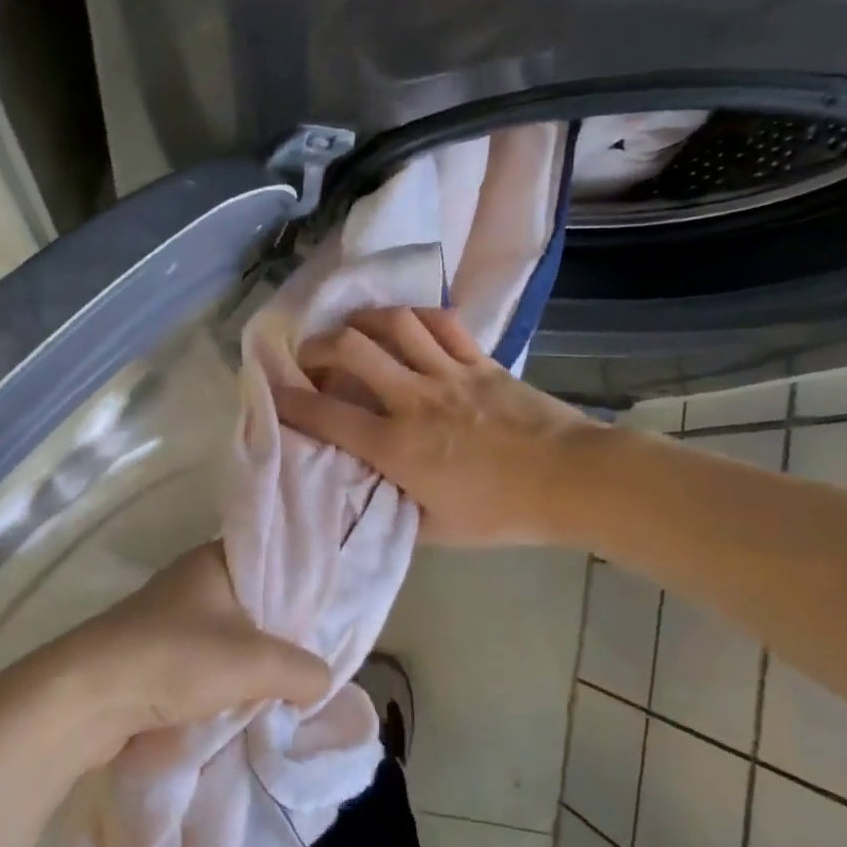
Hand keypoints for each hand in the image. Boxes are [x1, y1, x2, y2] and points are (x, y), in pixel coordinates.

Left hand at [44, 544, 330, 759]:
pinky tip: (251, 707)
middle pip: (255, 605)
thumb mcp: (255, 662)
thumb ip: (302, 669)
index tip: (335, 618)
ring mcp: (171, 619)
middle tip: (320, 664)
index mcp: (214, 560)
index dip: (306, 587)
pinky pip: (207, 664)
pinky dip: (228, 683)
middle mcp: (193, 582)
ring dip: (255, 666)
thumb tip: (320, 680)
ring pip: (231, 638)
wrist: (89, 696)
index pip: (274, 561)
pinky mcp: (156, 655)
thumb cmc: (176, 659)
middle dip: (284, 636)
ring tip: (292, 692)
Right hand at [275, 306, 604, 545]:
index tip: (271, 391)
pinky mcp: (481, 361)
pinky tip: (404, 323)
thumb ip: (394, 511)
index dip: (289, 400)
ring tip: (350, 329)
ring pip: (394, 324)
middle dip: (317, 346)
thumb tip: (367, 495)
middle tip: (309, 356)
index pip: (326, 415)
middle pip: (351, 348)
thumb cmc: (503, 513)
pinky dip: (415, 316)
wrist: (575, 482)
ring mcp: (449, 373)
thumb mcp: (436, 531)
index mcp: (396, 446)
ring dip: (362, 320)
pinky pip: (442, 323)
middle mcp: (413, 399)